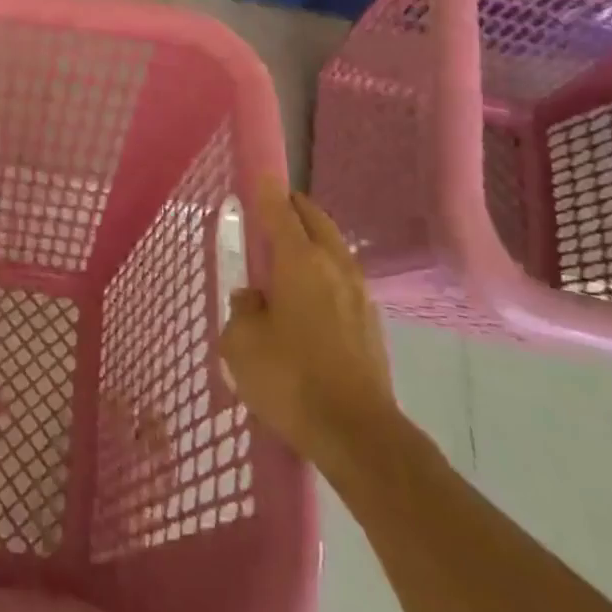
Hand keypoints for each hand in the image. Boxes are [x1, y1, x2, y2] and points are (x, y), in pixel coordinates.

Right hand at [219, 178, 399, 466]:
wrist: (358, 434)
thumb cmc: (290, 380)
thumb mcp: (241, 344)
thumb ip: (242, 310)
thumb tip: (254, 300)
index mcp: (299, 261)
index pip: (280, 211)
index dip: (266, 191)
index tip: (259, 176)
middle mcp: (333, 266)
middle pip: (315, 220)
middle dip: (294, 208)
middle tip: (273, 210)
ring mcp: (358, 293)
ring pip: (333, 248)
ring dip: (313, 239)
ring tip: (290, 252)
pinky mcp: (371, 322)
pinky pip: (343, 278)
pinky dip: (325, 271)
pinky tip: (310, 295)